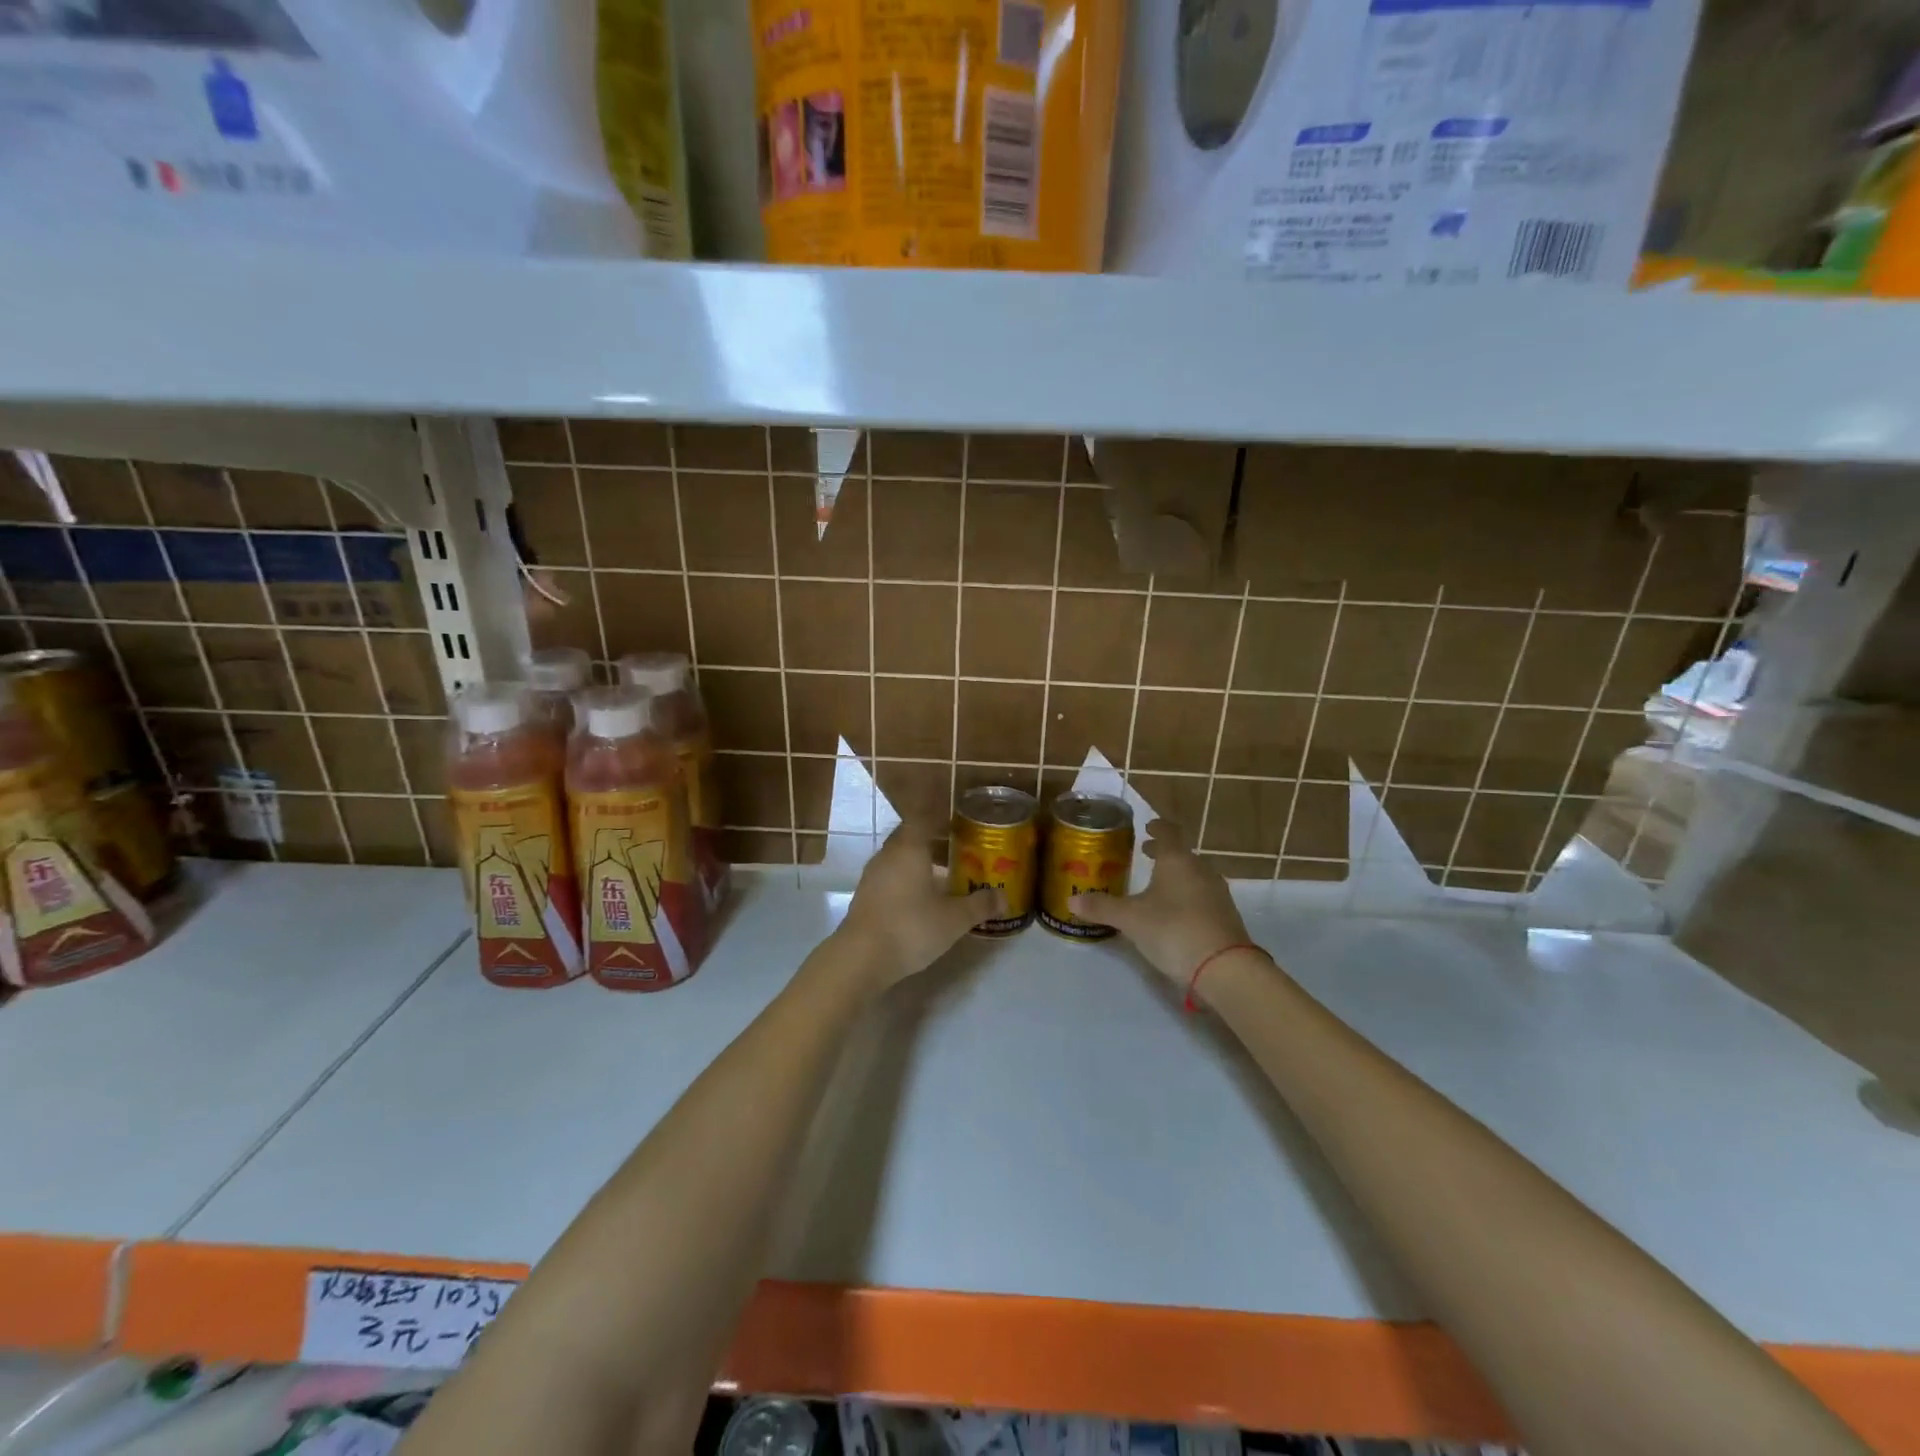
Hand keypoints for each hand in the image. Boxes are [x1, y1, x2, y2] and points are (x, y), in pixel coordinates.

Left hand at [834, 825, 1002, 986]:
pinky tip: (922, 897)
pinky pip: (891, 876)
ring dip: (920, 861)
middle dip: (933, 839)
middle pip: (911, 836)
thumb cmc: (911, 927)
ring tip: (944, 874)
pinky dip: (908, 879)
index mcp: (909, 848)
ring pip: (899, 857)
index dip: (941, 816)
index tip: (959, 821)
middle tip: (959, 848)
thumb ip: (979, 905)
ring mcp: (873, 875)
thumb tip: (1004, 897)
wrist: (861, 958)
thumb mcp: (954, 919)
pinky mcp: (865, 895)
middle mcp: (888, 854)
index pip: (923, 817)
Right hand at [1068, 819, 1255, 987]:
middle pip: (1181, 854)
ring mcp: (1217, 893)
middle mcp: (1200, 870)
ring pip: (1193, 875)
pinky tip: (1175, 911)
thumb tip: (1071, 901)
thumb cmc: (1172, 930)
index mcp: (1177, 860)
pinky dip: (1187, 895)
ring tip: (1157, 884)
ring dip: (1175, 875)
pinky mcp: (1226, 916)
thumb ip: (1102, 907)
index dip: (1157, 828)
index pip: (1168, 832)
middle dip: (1163, 853)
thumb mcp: (1130, 919)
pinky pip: (1202, 896)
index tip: (1148, 826)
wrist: (1225, 968)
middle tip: (1145, 853)